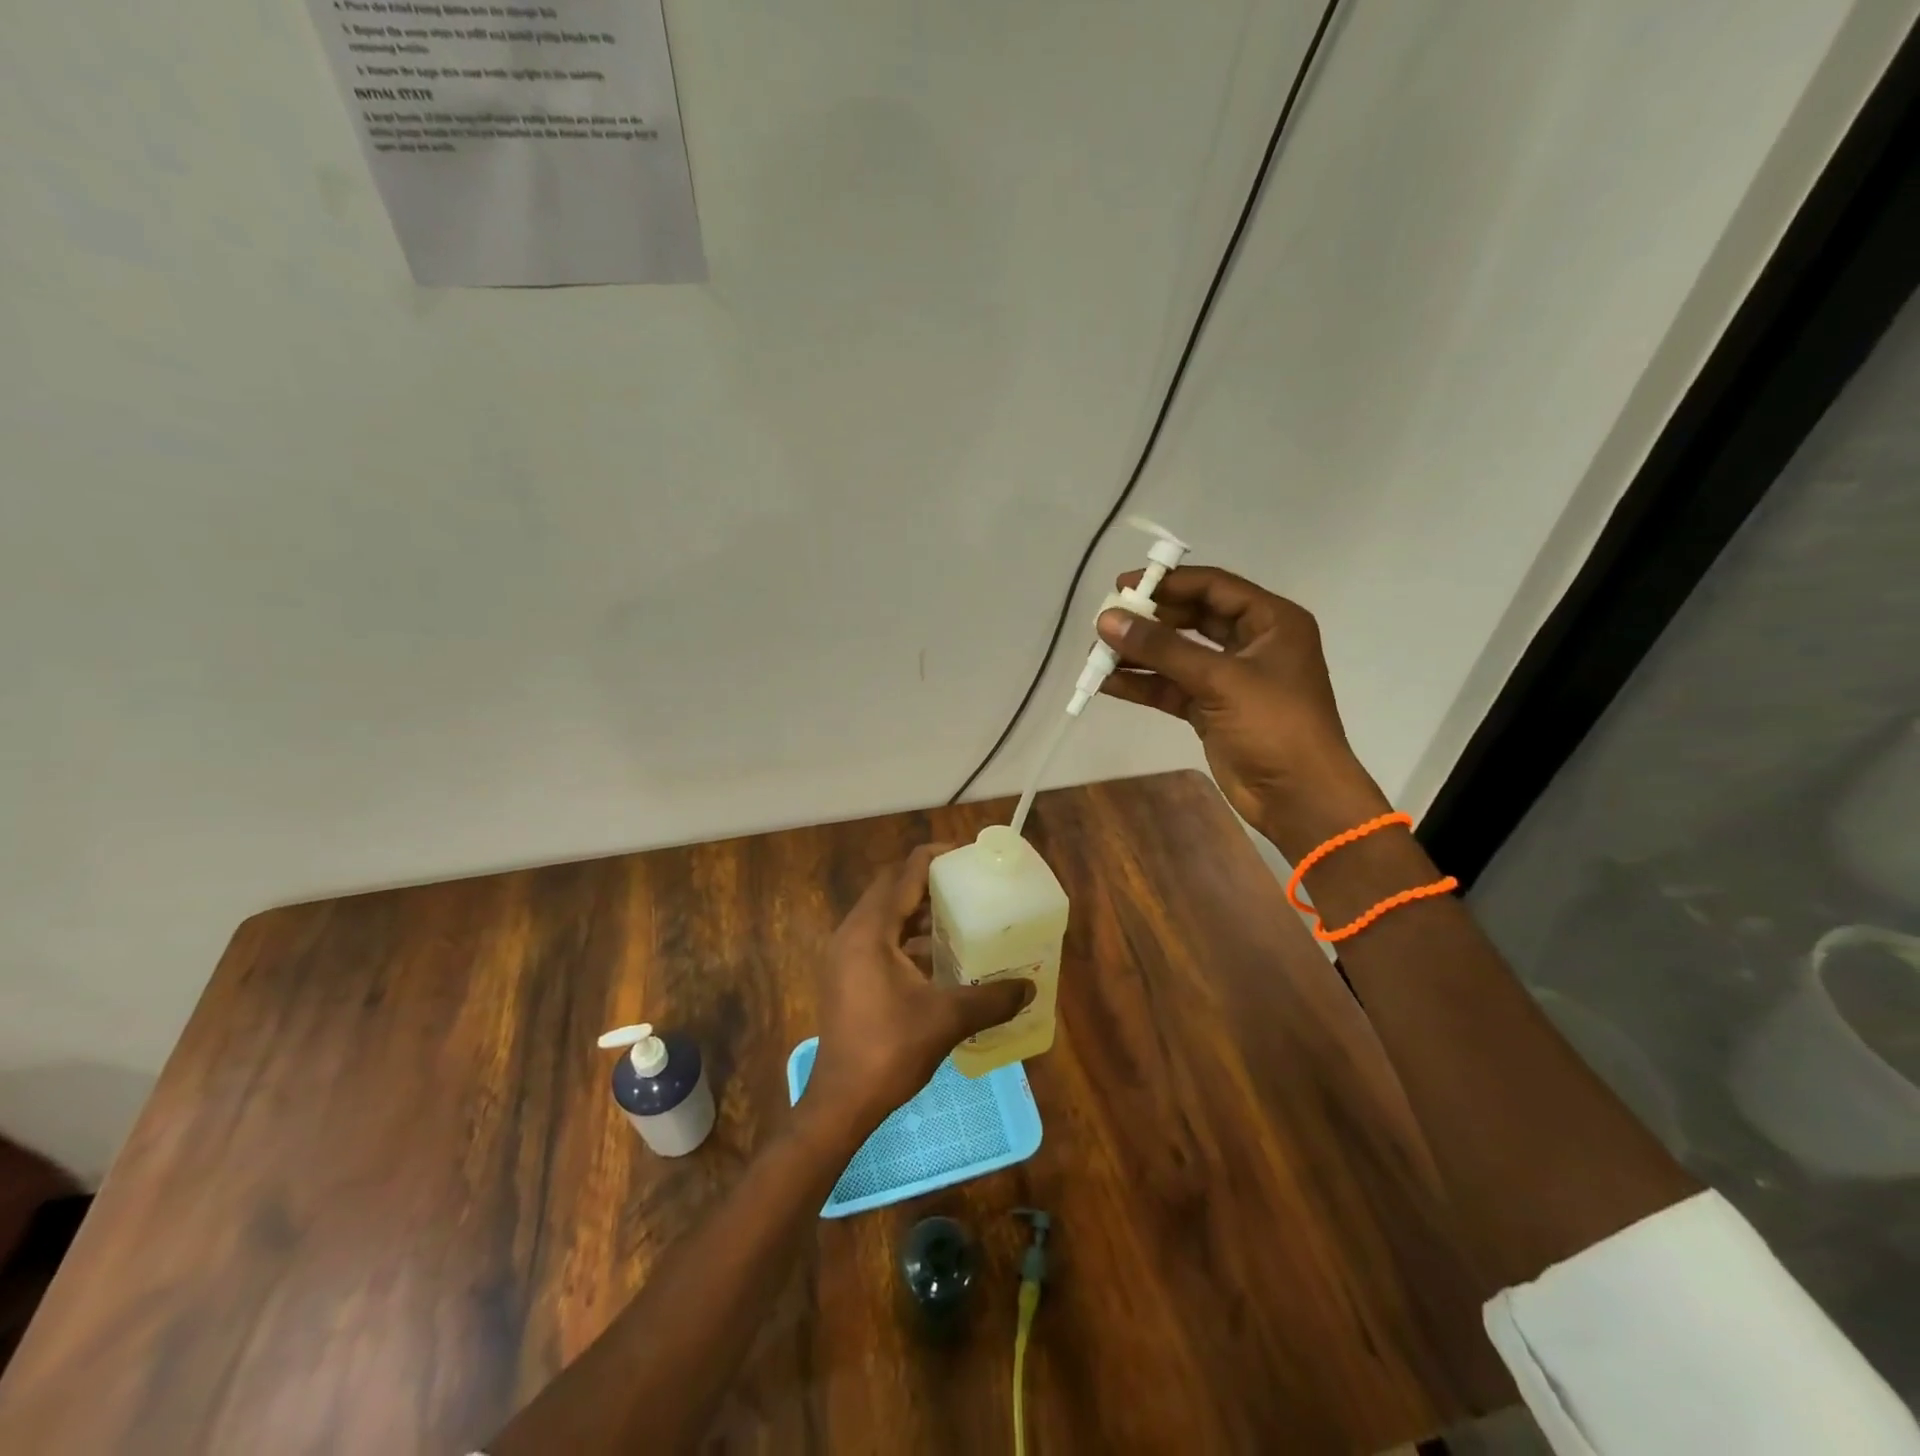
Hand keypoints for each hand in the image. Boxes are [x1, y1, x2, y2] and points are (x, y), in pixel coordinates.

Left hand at [802, 846, 1033, 1142]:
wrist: (841, 1102)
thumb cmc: (890, 1050)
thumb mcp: (947, 1019)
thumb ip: (991, 998)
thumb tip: (1030, 987)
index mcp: (870, 931)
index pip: (903, 874)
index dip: (935, 858)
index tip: (967, 857)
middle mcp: (852, 933)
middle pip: (891, 889)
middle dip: (928, 883)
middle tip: (967, 886)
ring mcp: (844, 956)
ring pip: (884, 916)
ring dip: (917, 912)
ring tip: (958, 918)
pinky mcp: (846, 976)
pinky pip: (878, 939)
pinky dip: (906, 938)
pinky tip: (937, 958)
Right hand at [1097, 565, 1392, 861]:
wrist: (1299, 797)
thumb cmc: (1273, 726)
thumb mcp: (1219, 680)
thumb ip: (1162, 648)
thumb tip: (1108, 620)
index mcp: (1271, 622)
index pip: (1213, 587)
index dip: (1168, 583)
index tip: (1122, 587)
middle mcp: (1252, 643)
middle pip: (1192, 619)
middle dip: (1149, 620)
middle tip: (1107, 620)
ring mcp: (1230, 679)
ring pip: (1178, 655)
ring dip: (1140, 654)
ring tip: (1097, 652)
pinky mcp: (1212, 710)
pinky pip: (1172, 687)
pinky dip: (1143, 685)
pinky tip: (1107, 682)